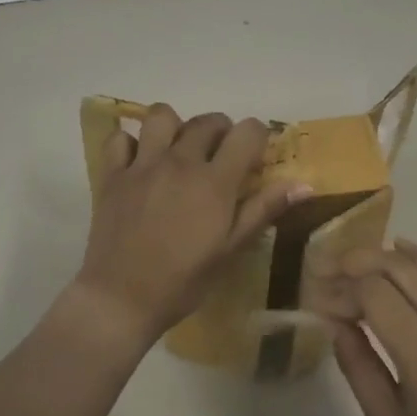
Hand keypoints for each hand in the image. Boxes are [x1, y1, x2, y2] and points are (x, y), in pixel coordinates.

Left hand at [73, 105, 308, 345]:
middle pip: (208, 121)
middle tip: (220, 157)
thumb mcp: (230, 250)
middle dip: (221, 131)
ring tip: (177, 151)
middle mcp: (180, 161)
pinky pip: (120, 138)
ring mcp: (143, 164)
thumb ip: (263, 210)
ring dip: (175, 127)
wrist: (121, 299)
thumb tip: (304, 184)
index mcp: (214, 181)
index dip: (256, 137)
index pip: (246, 132)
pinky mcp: (112, 174)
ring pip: (162, 116)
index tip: (254, 157)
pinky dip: (130, 144)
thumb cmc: (183, 281)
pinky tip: (138, 163)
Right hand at [328, 240, 416, 415]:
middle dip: (358, 261)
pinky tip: (399, 249)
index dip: (342, 291)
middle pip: (399, 268)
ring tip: (353, 264)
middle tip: (328, 272)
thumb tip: (334, 321)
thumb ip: (357, 366)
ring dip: (385, 256)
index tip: (319, 303)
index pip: (376, 295)